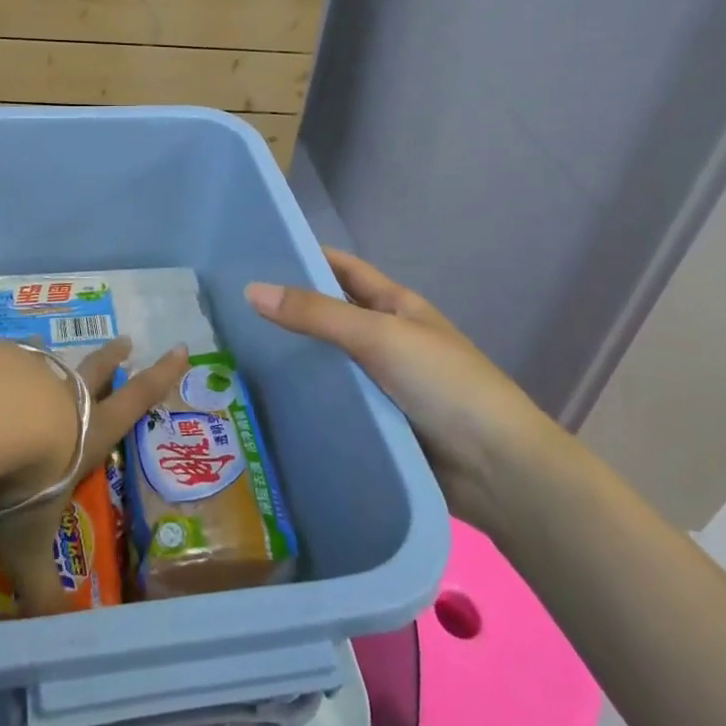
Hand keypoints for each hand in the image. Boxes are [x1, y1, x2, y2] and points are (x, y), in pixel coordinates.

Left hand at [0, 337, 186, 614]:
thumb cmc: (25, 479)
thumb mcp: (30, 542)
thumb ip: (39, 586)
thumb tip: (49, 634)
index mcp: (89, 433)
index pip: (135, 402)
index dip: (160, 377)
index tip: (180, 348)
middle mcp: (66, 397)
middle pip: (96, 370)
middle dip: (113, 358)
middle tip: (126, 340)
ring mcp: (33, 372)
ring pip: (51, 362)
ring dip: (55, 357)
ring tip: (50, 345)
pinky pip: (7, 356)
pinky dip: (6, 358)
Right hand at [245, 248, 548, 527]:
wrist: (497, 469)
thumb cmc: (443, 383)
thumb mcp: (379, 335)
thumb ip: (317, 314)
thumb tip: (251, 290)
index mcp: (395, 306)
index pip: (343, 270)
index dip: (306, 257)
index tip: (255, 255)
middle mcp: (386, 340)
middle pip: (330, 317)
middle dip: (288, 313)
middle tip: (229, 313)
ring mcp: (382, 384)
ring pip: (328, 364)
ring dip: (292, 361)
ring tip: (234, 357)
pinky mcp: (377, 424)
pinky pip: (335, 405)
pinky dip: (306, 402)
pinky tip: (267, 404)